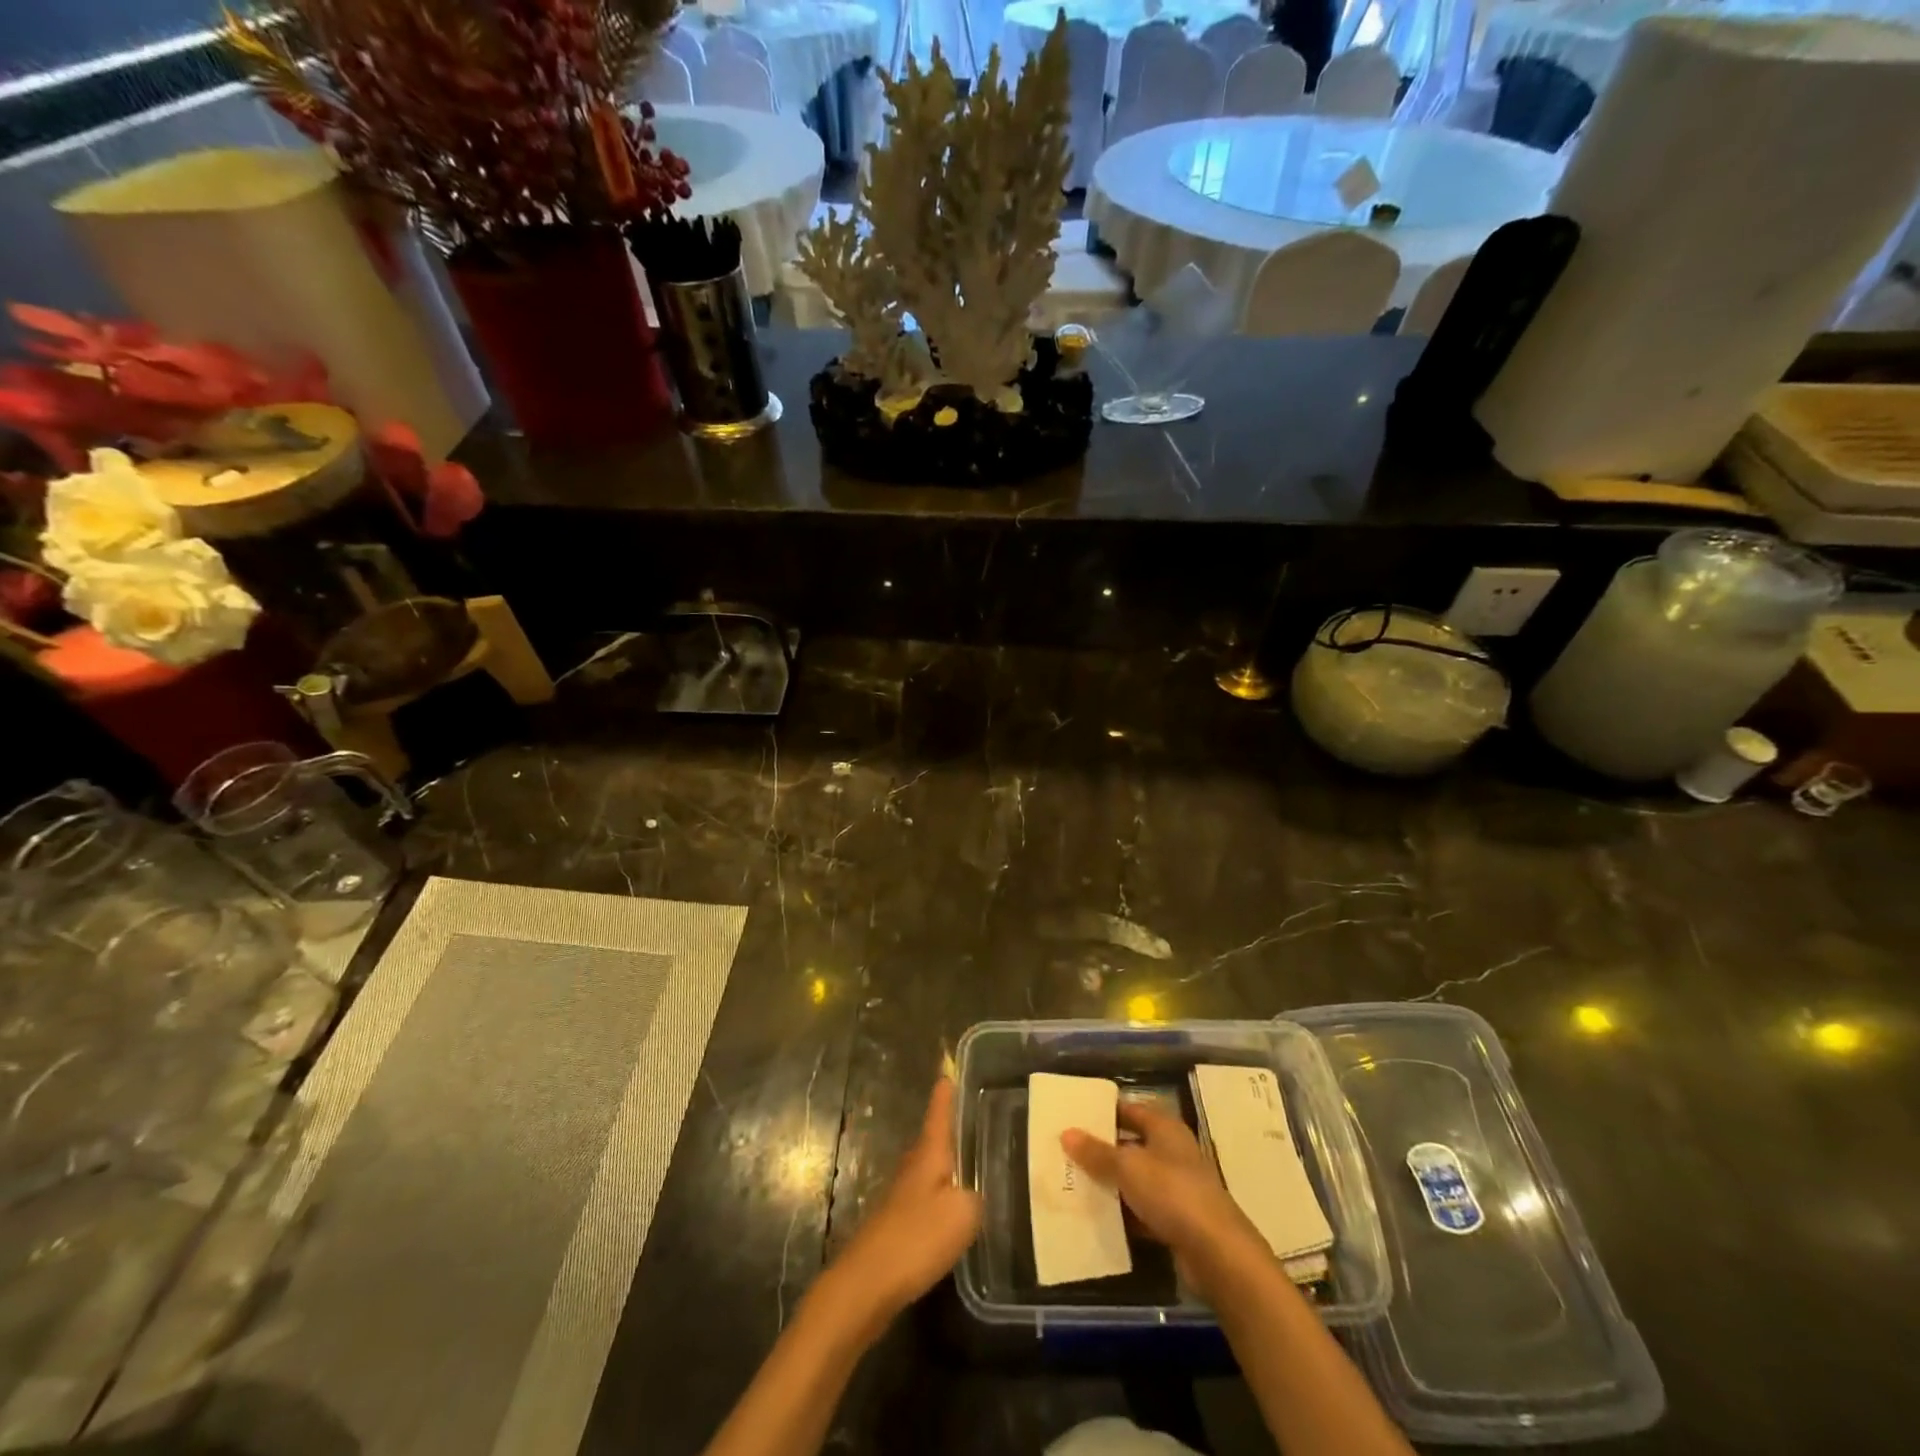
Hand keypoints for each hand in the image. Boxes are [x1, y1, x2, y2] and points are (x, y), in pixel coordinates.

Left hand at [823, 1078, 981, 1332]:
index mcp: (928, 1155)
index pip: (938, 1115)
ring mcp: (900, 1198)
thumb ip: (976, 1197)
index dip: (945, 1095)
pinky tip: (953, 1214)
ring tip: (971, 1166)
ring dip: (945, 1168)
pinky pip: (924, 1201)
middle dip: (949, 1132)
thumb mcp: (962, 1214)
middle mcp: (912, 1169)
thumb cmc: (916, 1238)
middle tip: (972, 1121)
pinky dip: (940, 1200)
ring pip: (928, 1173)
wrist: (865, 1285)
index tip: (948, 1072)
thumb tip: (975, 1194)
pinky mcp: (896, 1227)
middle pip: (931, 1142)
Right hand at [1061, 1101, 1267, 1298]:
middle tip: (1068, 1151)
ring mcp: (1177, 1187)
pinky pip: (1143, 1209)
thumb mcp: (1128, 1167)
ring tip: (1075, 1183)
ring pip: (1136, 1178)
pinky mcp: (1177, 1220)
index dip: (1104, 1111)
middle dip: (1102, 1149)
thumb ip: (1097, 1152)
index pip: (1129, 1109)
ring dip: (1112, 1183)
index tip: (1074, 1116)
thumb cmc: (1172, 1193)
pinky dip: (1124, 1212)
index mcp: (1165, 1128)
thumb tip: (1066, 1133)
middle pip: (1132, 1144)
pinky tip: (1099, 1217)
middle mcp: (1173, 1152)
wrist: (1217, 1253)